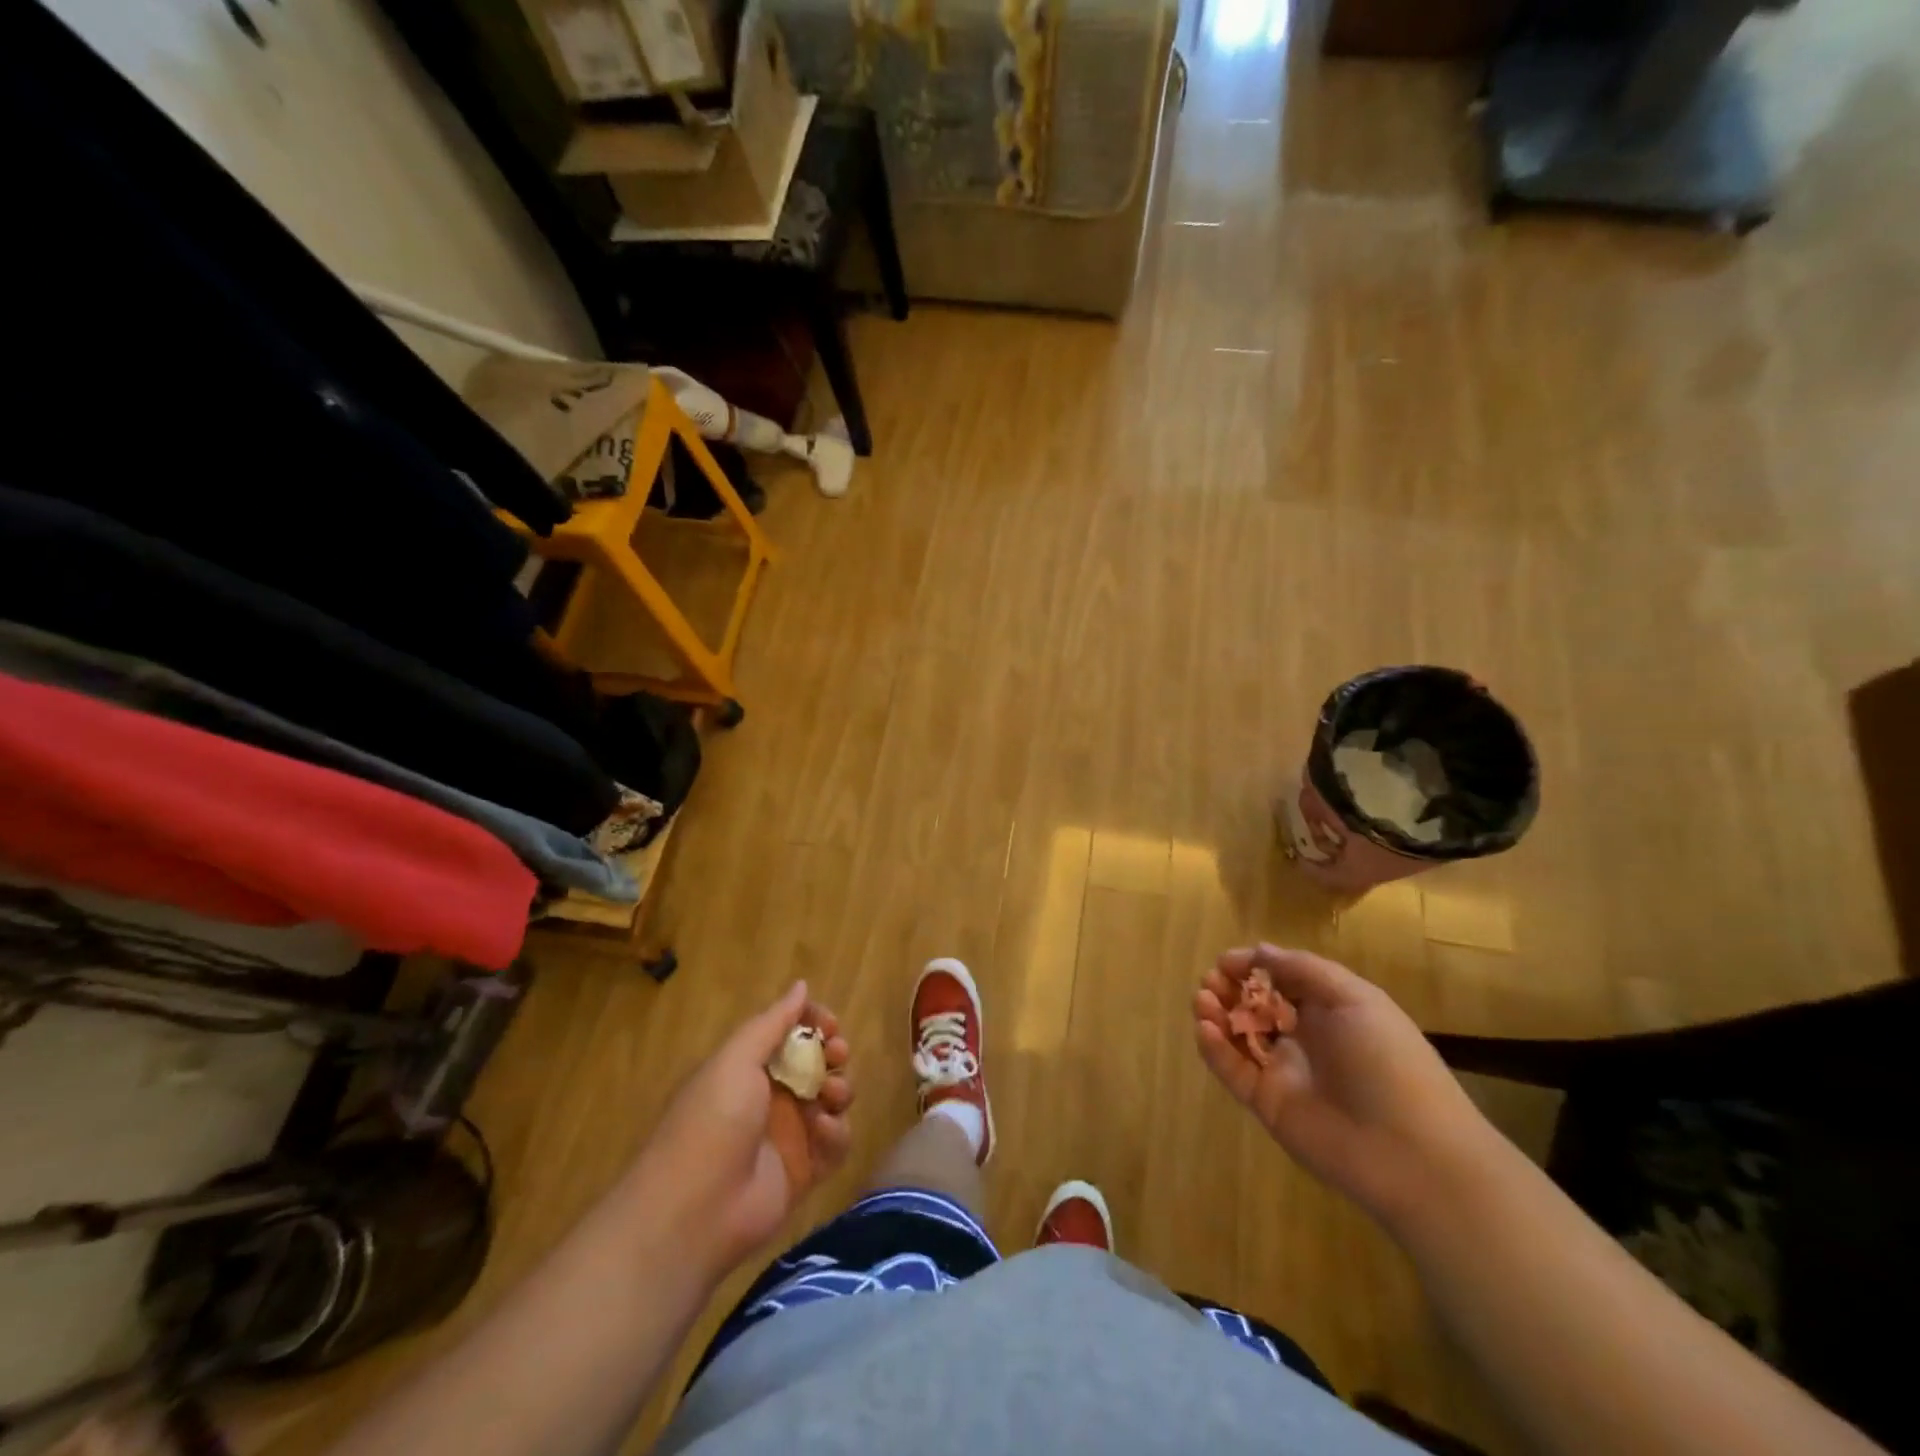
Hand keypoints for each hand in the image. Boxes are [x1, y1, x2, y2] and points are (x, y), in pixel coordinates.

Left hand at [630, 982, 851, 1278]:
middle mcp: (771, 1097)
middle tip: (837, 1055)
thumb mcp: (736, 1060)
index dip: (814, 1023)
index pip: (791, 1033)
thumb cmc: (713, 1121)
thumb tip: (801, 985)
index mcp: (749, 1068)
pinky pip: (835, 1143)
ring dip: (838, 1090)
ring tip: (828, 1095)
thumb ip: (772, 1022)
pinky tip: (822, 1131)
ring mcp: (789, 1135)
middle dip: (833, 1054)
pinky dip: (836, 1133)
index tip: (830, 1024)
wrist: (695, 1211)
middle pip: (817, 1063)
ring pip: (831, 1100)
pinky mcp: (805, 1172)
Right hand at [1193, 945, 1494, 1226]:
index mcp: (1328, 1011)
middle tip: (1211, 981)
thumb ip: (1305, 970)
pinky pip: (1233, 1071)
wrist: (1412, 1152)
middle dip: (1228, 988)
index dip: (1252, 967)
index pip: (1280, 981)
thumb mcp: (1356, 1000)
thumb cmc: (1389, 1062)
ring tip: (1202, 1000)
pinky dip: (1214, 1049)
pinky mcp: (1266, 1103)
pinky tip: (1205, 1029)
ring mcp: (1283, 1072)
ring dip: (1216, 1014)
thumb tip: (1260, 951)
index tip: (1226, 961)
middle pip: (1254, 1006)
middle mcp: (1303, 1038)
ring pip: (1238, 1036)